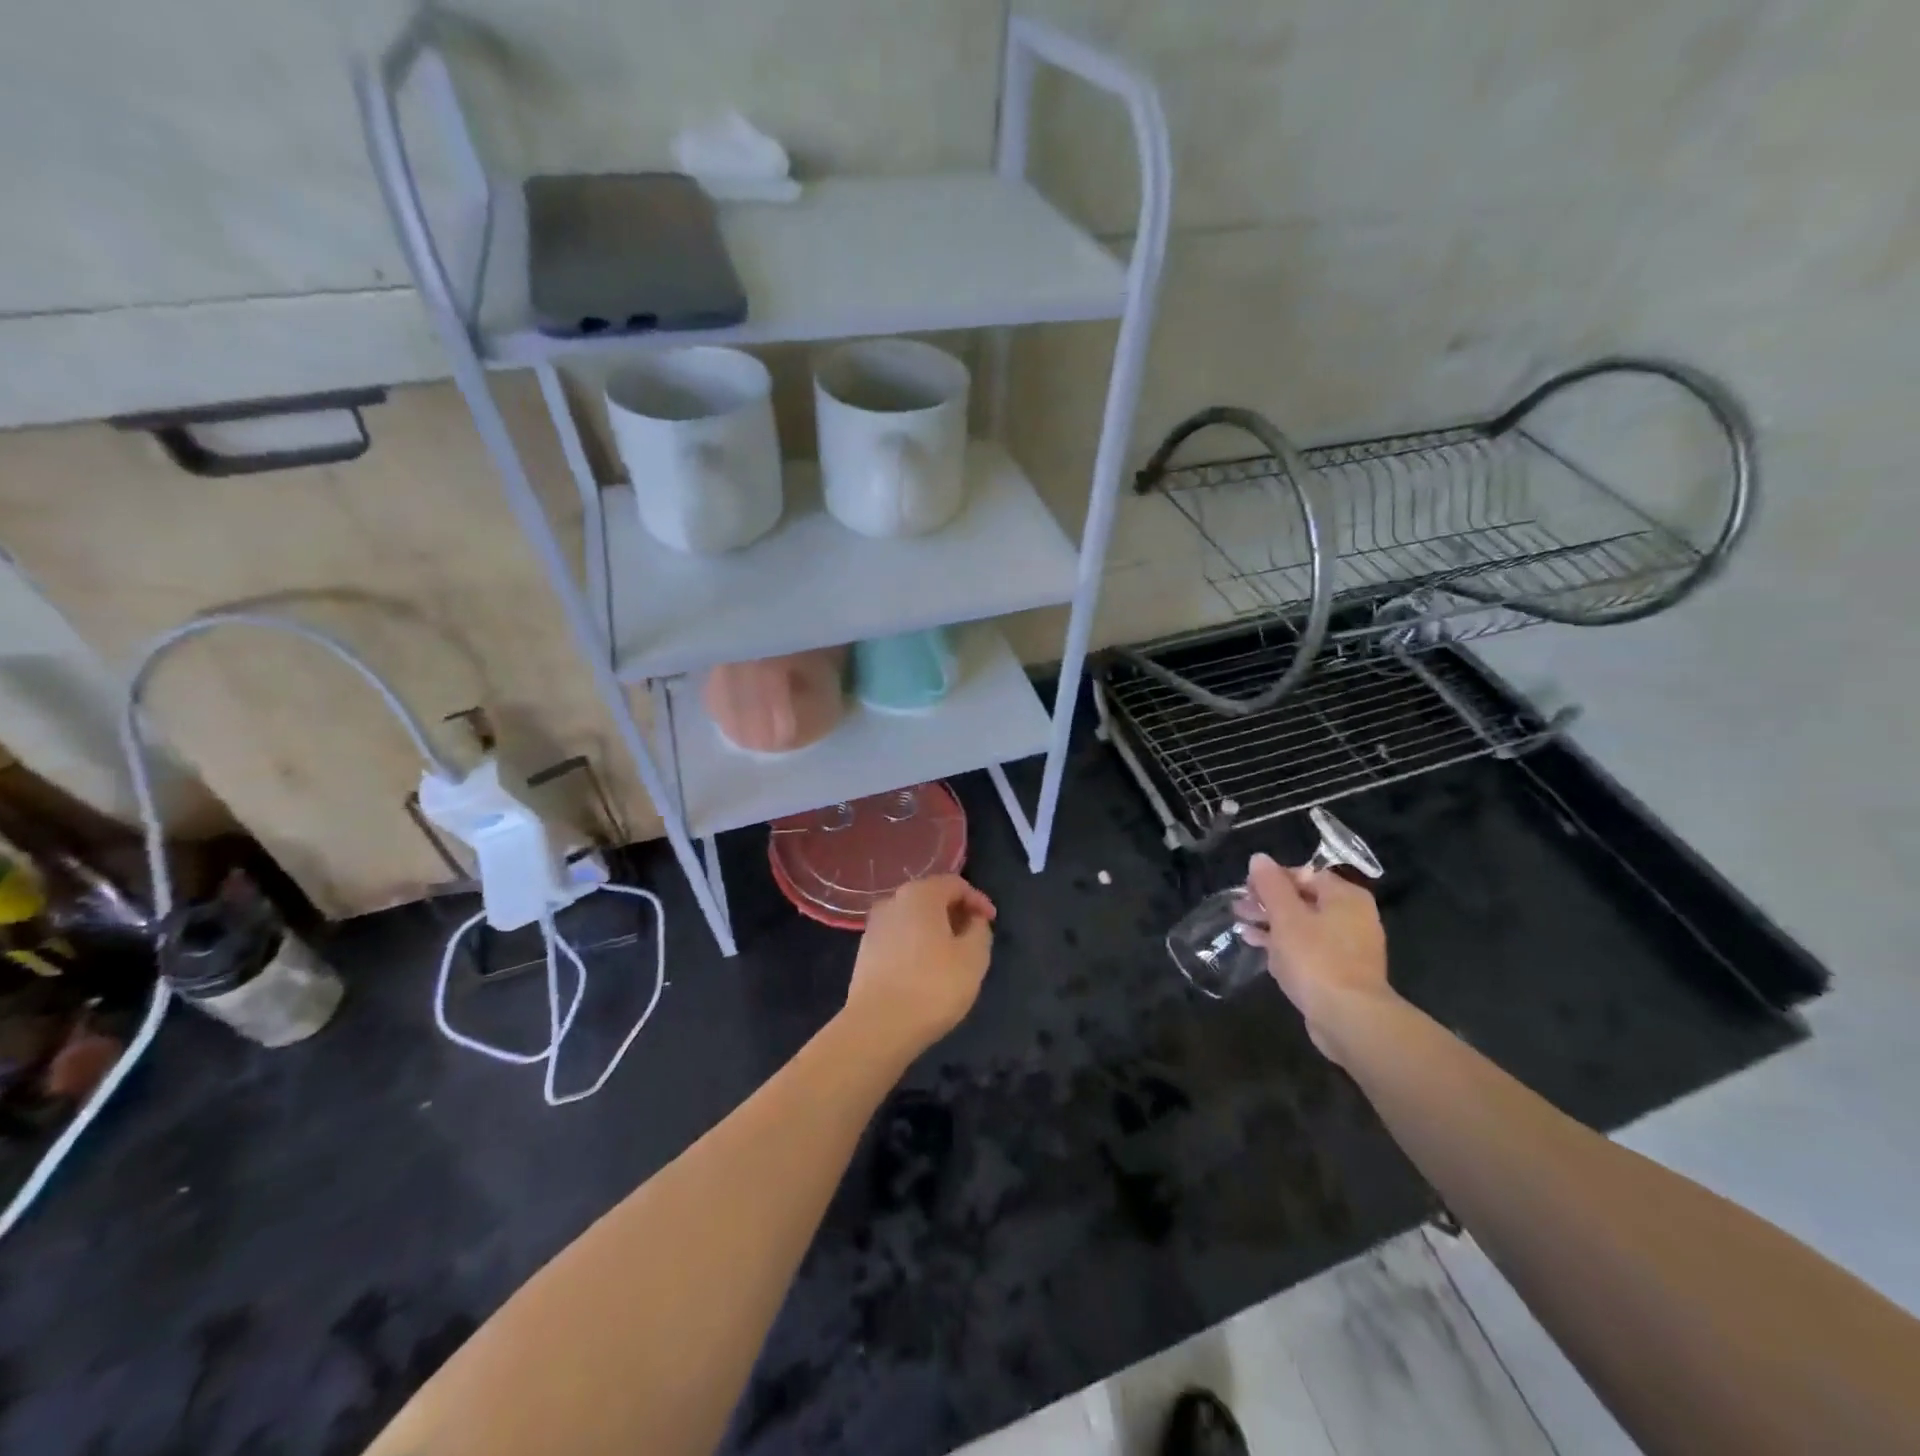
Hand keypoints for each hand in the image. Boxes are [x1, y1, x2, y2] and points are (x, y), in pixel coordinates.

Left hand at [843, 874, 996, 1058]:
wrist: (878, 1027)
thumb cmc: (933, 986)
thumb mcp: (974, 957)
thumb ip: (980, 930)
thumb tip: (973, 920)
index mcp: (920, 894)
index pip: (955, 884)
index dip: (978, 900)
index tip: (992, 922)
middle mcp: (892, 901)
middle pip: (931, 897)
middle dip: (956, 913)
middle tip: (974, 936)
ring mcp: (874, 926)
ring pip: (913, 918)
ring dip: (935, 930)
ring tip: (952, 956)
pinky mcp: (865, 952)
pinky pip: (899, 938)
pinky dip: (917, 945)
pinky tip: (926, 970)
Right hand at [1238, 853, 1390, 1063]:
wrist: (1349, 1018)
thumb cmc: (1316, 958)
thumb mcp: (1286, 916)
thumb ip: (1271, 885)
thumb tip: (1259, 858)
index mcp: (1345, 897)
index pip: (1305, 874)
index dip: (1272, 878)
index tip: (1246, 889)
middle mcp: (1353, 917)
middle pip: (1303, 900)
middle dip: (1268, 903)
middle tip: (1239, 908)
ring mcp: (1349, 947)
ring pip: (1303, 926)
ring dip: (1272, 925)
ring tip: (1241, 927)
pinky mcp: (1340, 972)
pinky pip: (1308, 950)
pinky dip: (1284, 946)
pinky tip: (1258, 948)